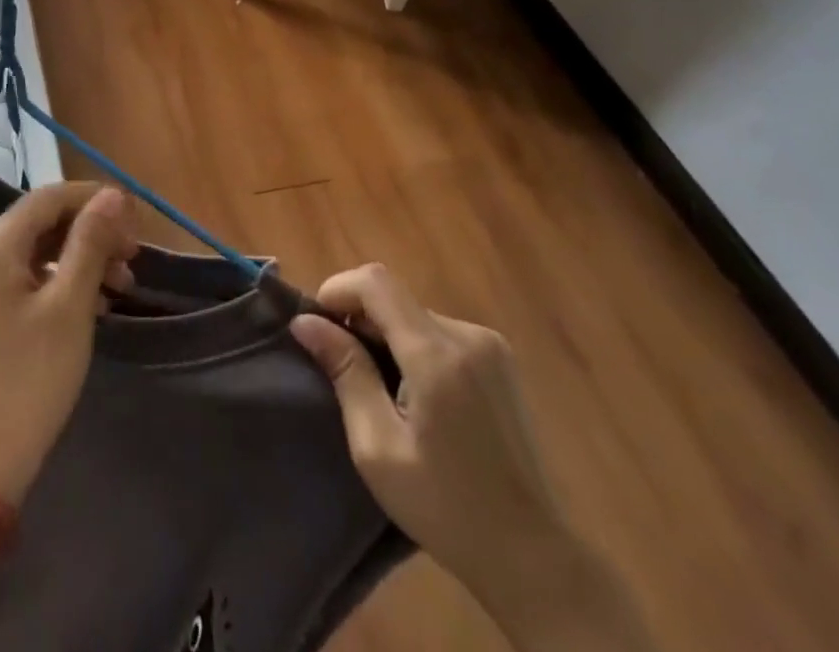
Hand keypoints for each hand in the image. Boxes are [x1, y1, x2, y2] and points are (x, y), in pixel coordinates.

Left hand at [0, 183, 139, 503]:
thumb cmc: (30, 377)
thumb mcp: (70, 305)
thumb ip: (91, 243)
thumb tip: (112, 195)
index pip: (49, 197)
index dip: (93, 199)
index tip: (134, 218)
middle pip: (44, 221)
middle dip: (92, 232)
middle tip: (133, 256)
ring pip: (41, 248)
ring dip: (83, 258)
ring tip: (123, 285)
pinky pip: (30, 275)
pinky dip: (65, 280)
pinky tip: (97, 303)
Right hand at [291, 266, 657, 651]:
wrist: (533, 557)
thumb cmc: (445, 508)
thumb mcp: (377, 447)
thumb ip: (346, 373)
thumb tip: (305, 322)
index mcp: (437, 354)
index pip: (376, 282)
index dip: (338, 290)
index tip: (317, 326)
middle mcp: (467, 335)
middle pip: (395, 298)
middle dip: (360, 320)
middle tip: (341, 368)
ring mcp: (490, 345)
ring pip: (416, 315)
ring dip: (387, 335)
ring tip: (378, 388)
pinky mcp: (501, 359)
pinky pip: (440, 332)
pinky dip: (414, 347)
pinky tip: (415, 395)